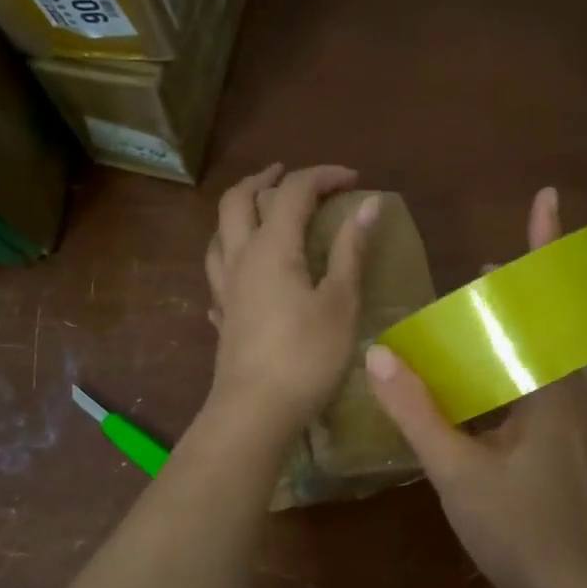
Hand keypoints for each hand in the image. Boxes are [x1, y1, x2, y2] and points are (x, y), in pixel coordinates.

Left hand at [204, 163, 378, 437]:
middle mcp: (240, 258)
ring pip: (219, 233)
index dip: (323, 176)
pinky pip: (218, 272)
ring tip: (261, 213)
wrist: (255, 412)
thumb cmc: (306, 356)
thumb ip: (350, 250)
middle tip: (287, 175)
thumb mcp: (340, 302)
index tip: (354, 180)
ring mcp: (225, 289)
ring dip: (239, 212)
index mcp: (272, 247)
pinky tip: (244, 271)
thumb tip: (368, 204)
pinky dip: (232, 256)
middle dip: (264, 179)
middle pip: (238, 200)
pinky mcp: (222, 317)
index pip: (293, 192)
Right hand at [365, 187, 586, 587]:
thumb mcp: (457, 470)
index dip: (547, 248)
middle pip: (561, 322)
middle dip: (532, 288)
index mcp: (551, 389)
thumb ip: (418, 412)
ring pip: (563, 357)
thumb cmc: (517, 530)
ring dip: (534, 327)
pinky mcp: (567, 449)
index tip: (544, 199)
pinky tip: (504, 385)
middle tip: (489, 276)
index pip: (549, 302)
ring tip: (498, 317)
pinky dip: (533, 367)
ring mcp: (574, 425)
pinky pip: (557, 388)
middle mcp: (571, 397)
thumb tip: (379, 355)